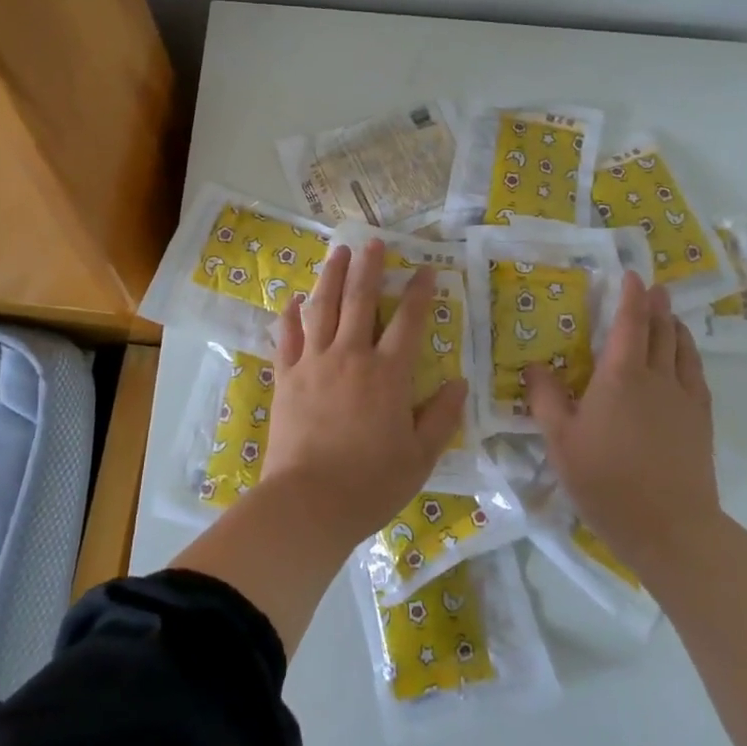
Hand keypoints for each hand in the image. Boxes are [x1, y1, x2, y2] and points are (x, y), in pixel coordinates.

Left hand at [263, 239, 466, 543]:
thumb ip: (442, 417)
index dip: (419, 292)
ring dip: (331, 276)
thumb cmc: (370, 483)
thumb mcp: (420, 457)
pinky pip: (287, 337)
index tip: (425, 269)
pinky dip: (291, 315)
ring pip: (323, 308)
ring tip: (337, 252)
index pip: (408, 321)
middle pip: (360, 300)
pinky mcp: (286, 377)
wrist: (308, 503)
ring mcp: (314, 363)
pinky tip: (294, 300)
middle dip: (368, 267)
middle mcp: (351, 357)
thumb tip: (459, 382)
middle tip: (372, 242)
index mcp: (388, 374)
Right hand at [525, 273, 718, 577]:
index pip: (630, 322)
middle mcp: (656, 376)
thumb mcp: (560, 441)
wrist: (670, 527)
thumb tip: (534, 366)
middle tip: (653, 287)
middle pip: (661, 329)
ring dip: (675, 325)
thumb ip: (546, 399)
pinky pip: (696, 374)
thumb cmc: (606, 481)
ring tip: (670, 314)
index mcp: (620, 375)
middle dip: (656, 304)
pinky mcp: (701, 420)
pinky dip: (689, 354)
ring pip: (682, 348)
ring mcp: (684, 398)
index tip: (631, 275)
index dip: (631, 296)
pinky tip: (684, 359)